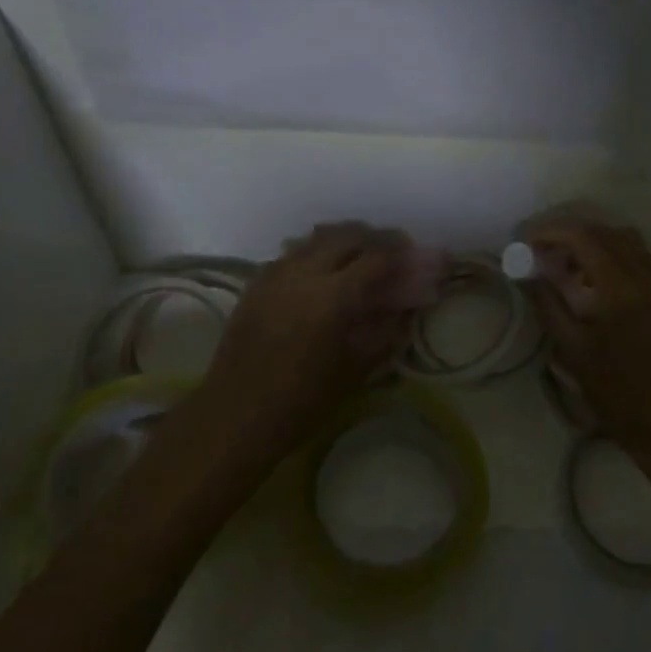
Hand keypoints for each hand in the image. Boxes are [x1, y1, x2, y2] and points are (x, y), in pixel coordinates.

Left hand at [202, 222, 412, 444]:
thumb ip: (385, 331)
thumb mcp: (355, 370)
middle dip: (375, 239)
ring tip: (361, 256)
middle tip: (393, 251)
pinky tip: (324, 272)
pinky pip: (295, 252)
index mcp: (333, 296)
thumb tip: (406, 307)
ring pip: (318, 237)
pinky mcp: (258, 281)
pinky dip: (317, 251)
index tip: (416, 255)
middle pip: (348, 235)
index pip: (377, 256)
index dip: (401, 252)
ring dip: (346, 240)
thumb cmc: (301, 402)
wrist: (234, 415)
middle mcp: (304, 273)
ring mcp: (277, 272)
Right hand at [527, 219, 650, 480]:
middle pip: (607, 232)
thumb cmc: (619, 396)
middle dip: (572, 233)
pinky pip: (643, 261)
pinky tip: (599, 282)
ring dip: (596, 242)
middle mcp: (648, 277)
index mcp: (621, 289)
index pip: (584, 237)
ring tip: (570, 263)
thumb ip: (548, 305)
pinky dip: (616, 257)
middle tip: (544, 250)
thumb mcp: (573, 352)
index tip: (529, 240)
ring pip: (628, 242)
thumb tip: (527, 274)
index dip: (553, 231)